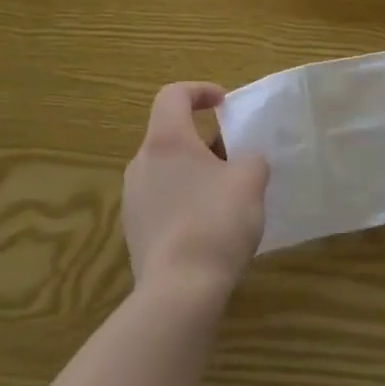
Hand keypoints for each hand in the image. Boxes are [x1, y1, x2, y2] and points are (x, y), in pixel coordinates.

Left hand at [122, 82, 268, 299]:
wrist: (179, 294)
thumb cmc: (215, 221)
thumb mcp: (250, 179)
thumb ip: (251, 158)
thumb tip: (245, 162)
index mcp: (166, 140)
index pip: (173, 95)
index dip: (200, 91)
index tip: (225, 105)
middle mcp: (141, 163)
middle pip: (170, 135)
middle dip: (203, 140)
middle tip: (233, 156)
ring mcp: (133, 201)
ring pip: (166, 170)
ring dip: (194, 173)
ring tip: (225, 195)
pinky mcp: (134, 234)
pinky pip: (161, 202)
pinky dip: (184, 202)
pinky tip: (208, 228)